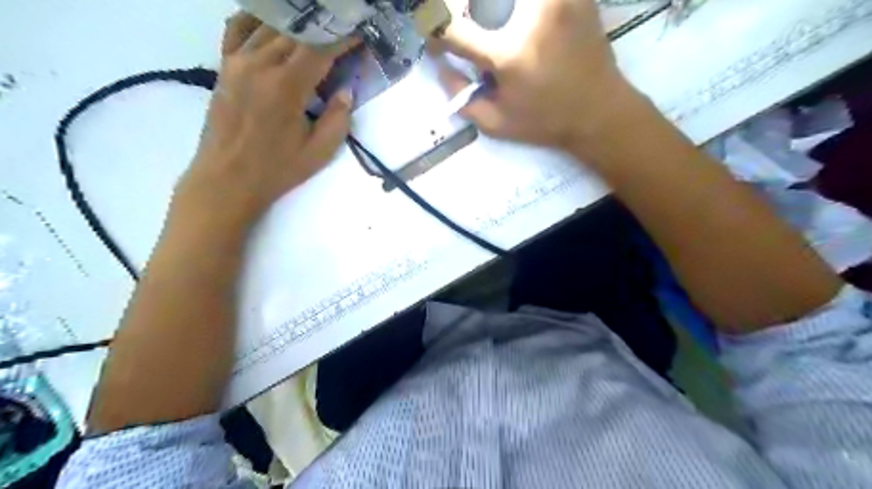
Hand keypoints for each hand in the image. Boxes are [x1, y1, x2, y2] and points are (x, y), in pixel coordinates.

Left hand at [174, 13, 348, 226]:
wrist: (226, 179)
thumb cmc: (276, 169)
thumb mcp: (318, 152)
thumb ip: (337, 119)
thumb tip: (346, 91)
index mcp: (287, 87)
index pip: (319, 48)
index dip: (342, 38)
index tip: (359, 35)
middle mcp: (260, 64)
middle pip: (296, 32)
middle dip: (323, 29)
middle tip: (342, 33)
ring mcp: (237, 61)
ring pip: (270, 26)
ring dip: (297, 25)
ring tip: (316, 30)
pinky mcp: (224, 66)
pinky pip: (239, 29)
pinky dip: (259, 21)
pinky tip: (275, 27)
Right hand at [435, 1, 637, 154]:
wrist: (599, 112)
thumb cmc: (544, 123)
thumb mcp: (496, 125)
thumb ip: (461, 98)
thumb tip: (441, 66)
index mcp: (507, 54)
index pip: (452, 27)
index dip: (435, 33)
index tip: (439, 46)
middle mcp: (530, 16)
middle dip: (462, 13)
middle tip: (470, 35)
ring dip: (493, 10)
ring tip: (496, 30)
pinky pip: (534, 1)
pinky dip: (522, 10)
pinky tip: (522, 24)